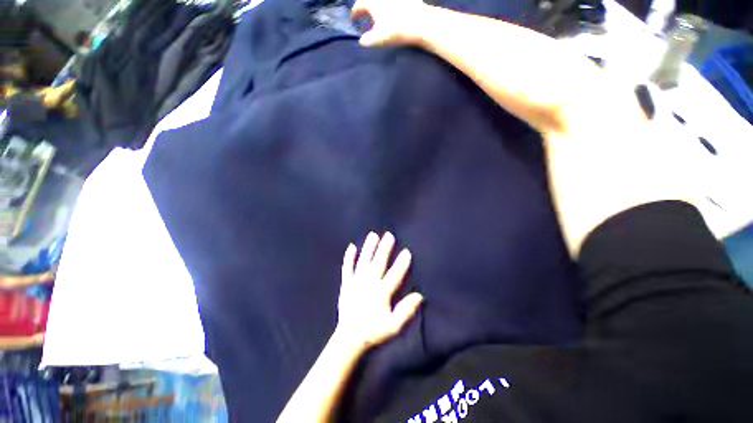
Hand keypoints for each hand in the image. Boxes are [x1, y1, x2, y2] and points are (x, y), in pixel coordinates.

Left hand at [336, 232, 422, 351]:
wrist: (349, 338)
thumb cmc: (373, 331)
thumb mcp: (393, 326)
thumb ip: (406, 311)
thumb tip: (419, 296)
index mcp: (381, 293)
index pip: (394, 275)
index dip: (401, 263)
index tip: (407, 251)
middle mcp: (369, 284)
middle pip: (378, 263)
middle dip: (384, 248)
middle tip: (389, 235)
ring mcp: (356, 282)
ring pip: (363, 261)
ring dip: (368, 248)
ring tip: (373, 235)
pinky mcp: (346, 284)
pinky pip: (347, 268)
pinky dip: (349, 257)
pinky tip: (351, 247)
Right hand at [351, 0, 428, 46]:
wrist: (421, 23)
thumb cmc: (396, 30)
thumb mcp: (379, 38)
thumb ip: (367, 40)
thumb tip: (362, 40)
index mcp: (372, 2)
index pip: (359, 5)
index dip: (355, 13)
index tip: (354, 19)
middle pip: (369, 0)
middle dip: (366, 7)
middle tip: (364, 15)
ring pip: (381, 1)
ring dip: (377, 5)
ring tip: (377, 13)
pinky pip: (395, 2)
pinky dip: (391, 5)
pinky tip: (393, 10)